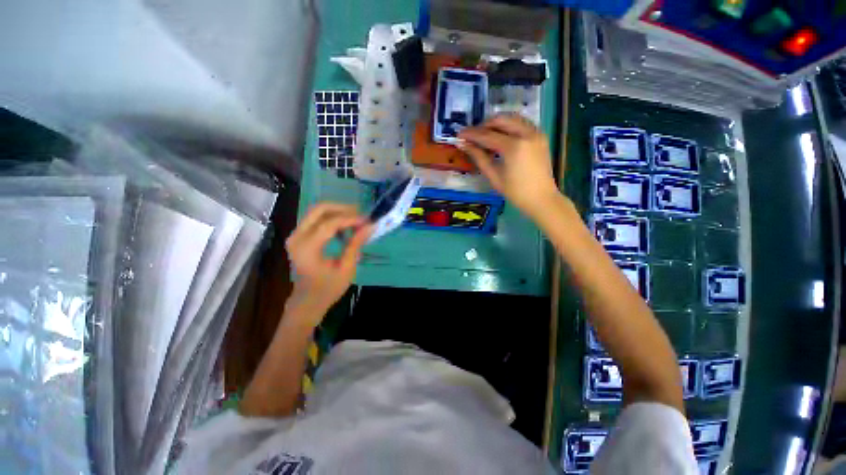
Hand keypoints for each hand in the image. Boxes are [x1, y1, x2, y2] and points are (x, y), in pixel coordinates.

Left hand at [284, 203, 371, 325]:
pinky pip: (316, 219)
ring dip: (338, 212)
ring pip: (317, 211)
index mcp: (307, 248)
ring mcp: (295, 235)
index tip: (367, 221)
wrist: (307, 300)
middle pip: (319, 209)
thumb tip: (370, 226)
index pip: (329, 224)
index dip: (350, 219)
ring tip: (356, 221)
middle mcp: (297, 237)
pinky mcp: (299, 236)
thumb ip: (355, 245)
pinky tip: (345, 228)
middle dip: (342, 208)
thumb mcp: (346, 268)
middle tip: (361, 214)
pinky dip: (332, 218)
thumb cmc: (328, 288)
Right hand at [458, 114, 560, 217]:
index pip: (487, 135)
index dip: (471, 134)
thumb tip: (464, 144)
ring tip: (486, 137)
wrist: (542, 199)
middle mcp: (526, 133)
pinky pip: (521, 123)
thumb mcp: (494, 176)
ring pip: (512, 118)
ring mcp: (536, 132)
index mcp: (514, 146)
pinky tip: (502, 138)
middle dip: (484, 125)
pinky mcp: (540, 136)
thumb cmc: (515, 192)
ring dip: (497, 124)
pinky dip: (509, 127)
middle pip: (500, 120)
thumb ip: (479, 157)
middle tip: (473, 136)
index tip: (460, 134)